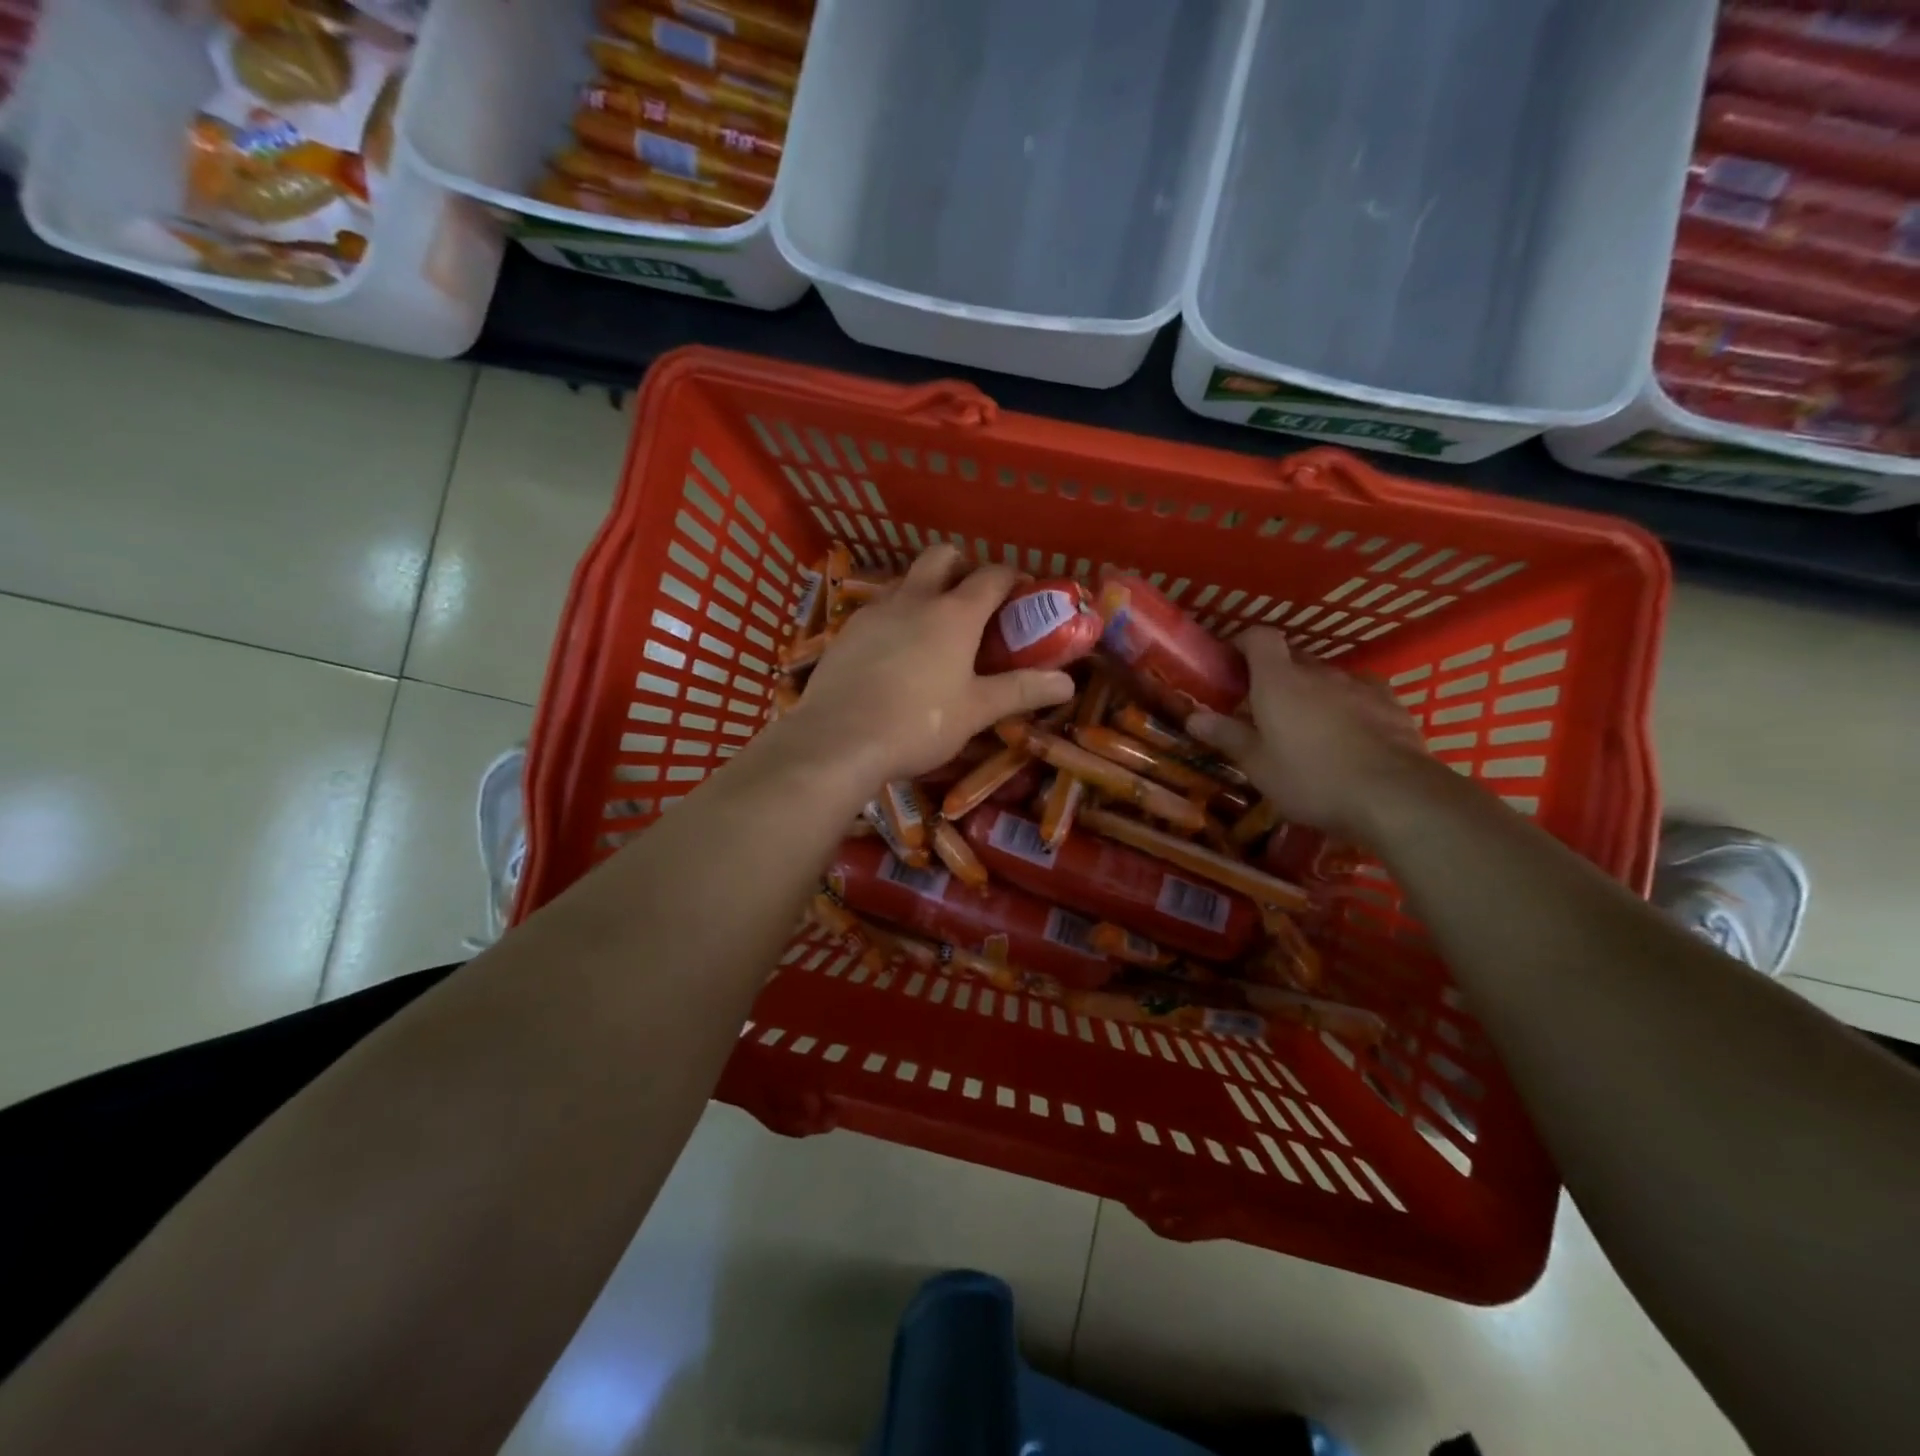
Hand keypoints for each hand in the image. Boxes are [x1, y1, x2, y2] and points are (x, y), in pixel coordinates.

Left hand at [787, 545, 1075, 788]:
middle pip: (942, 556)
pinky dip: (895, 616)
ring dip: (925, 589)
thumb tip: (1067, 683)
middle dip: (962, 566)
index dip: (1012, 579)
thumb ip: (1020, 691)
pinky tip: (894, 653)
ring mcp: (874, 611)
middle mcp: (914, 599)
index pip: (992, 576)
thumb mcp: (976, 711)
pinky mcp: (845, 631)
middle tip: (974, 602)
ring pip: (905, 580)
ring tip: (933, 629)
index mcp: (954, 613)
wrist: (837, 740)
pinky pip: (878, 609)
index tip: (1023, 594)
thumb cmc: (918, 724)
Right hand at [1187, 627, 1427, 840]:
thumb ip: (1227, 736)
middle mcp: (1318, 672)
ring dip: (1312, 693)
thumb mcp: (1259, 765)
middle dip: (1275, 676)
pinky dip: (1347, 706)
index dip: (1244, 643)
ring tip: (1307, 727)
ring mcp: (1359, 686)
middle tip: (1262, 708)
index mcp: (1278, 681)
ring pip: (1326, 678)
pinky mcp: (1391, 704)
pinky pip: (1360, 695)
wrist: (1394, 796)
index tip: (1232, 663)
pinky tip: (1348, 733)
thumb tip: (1193, 716)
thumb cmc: (1311, 779)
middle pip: (1292, 658)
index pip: (1259, 637)